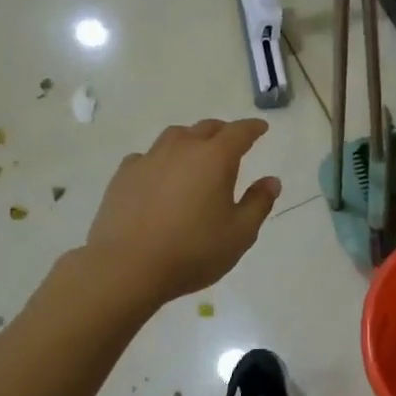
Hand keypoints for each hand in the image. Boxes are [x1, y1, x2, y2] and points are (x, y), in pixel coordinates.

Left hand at [84, 119, 281, 306]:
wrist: (127, 267)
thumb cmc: (193, 251)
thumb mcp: (239, 234)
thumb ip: (258, 203)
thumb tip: (271, 181)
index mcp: (215, 159)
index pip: (239, 132)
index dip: (252, 128)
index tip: (261, 128)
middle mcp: (182, 149)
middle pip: (205, 128)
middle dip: (222, 131)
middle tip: (231, 142)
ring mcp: (149, 159)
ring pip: (174, 136)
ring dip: (190, 139)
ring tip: (195, 153)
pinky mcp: (124, 175)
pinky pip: (147, 156)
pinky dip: (160, 159)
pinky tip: (160, 175)